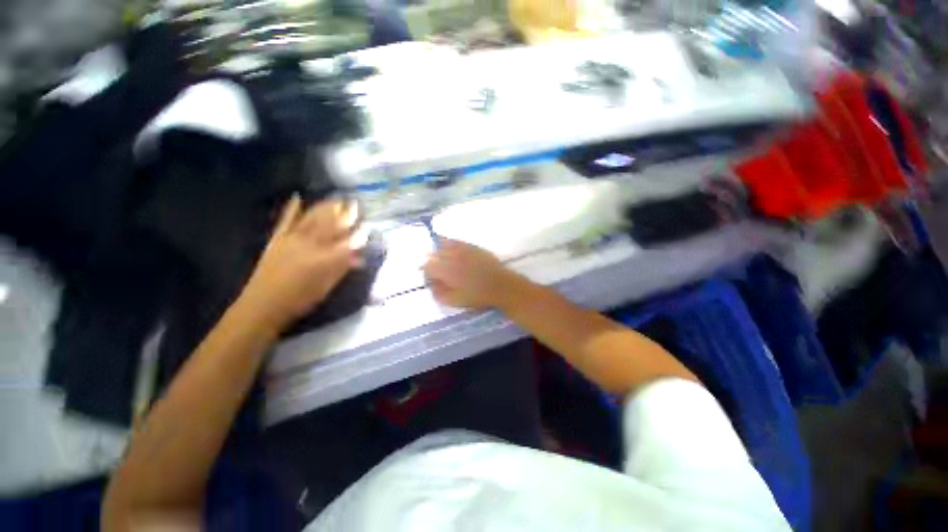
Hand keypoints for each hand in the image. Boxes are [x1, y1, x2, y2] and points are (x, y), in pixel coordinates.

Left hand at [238, 195, 358, 328]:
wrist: (264, 303)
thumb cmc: (300, 299)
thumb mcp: (327, 286)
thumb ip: (342, 268)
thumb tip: (359, 257)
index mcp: (324, 258)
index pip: (346, 242)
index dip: (358, 234)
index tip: (367, 226)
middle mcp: (310, 244)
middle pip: (330, 226)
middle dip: (344, 214)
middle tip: (353, 203)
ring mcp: (292, 239)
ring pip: (311, 219)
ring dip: (324, 207)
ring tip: (335, 199)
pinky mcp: (277, 239)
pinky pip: (286, 220)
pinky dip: (291, 208)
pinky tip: (297, 197)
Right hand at [423, 240, 520, 308]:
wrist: (500, 286)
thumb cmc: (477, 296)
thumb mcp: (454, 301)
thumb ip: (438, 293)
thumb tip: (432, 285)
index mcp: (445, 269)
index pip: (427, 266)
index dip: (428, 275)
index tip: (433, 282)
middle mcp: (451, 255)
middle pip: (434, 255)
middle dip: (434, 264)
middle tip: (440, 274)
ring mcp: (462, 248)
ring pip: (444, 245)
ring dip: (442, 254)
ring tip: (447, 263)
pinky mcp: (472, 246)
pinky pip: (457, 242)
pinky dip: (452, 246)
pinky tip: (456, 254)